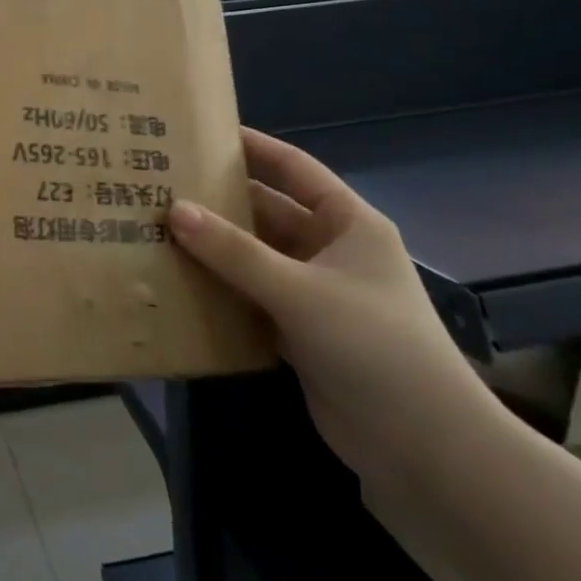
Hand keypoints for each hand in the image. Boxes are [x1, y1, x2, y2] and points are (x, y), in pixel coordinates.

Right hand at [168, 128, 489, 483]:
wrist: (424, 448)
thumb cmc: (373, 345)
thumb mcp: (300, 291)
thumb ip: (235, 252)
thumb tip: (174, 209)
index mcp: (347, 223)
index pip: (294, 169)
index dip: (253, 147)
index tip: (202, 132)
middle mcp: (330, 250)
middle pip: (267, 213)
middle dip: (220, 202)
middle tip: (162, 185)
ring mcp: (314, 293)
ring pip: (254, 257)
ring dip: (214, 249)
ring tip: (157, 229)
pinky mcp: (299, 331)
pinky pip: (251, 297)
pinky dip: (221, 290)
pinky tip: (178, 281)